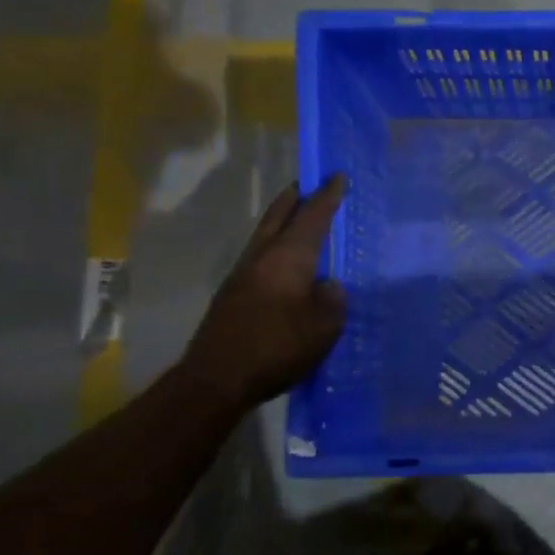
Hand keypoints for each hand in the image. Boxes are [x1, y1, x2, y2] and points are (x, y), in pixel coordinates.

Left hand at [182, 175, 347, 407]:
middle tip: (310, 184)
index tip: (338, 175)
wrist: (217, 379)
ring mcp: (242, 276)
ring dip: (282, 220)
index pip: (312, 218)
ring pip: (265, 235)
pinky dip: (275, 246)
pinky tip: (285, 262)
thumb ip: (332, 300)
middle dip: (296, 198)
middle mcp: (261, 258)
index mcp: (287, 258)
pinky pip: (260, 256)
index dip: (327, 196)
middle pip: (278, 216)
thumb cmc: (277, 347)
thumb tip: (328, 286)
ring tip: (298, 217)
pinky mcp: (233, 296)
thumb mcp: (323, 327)